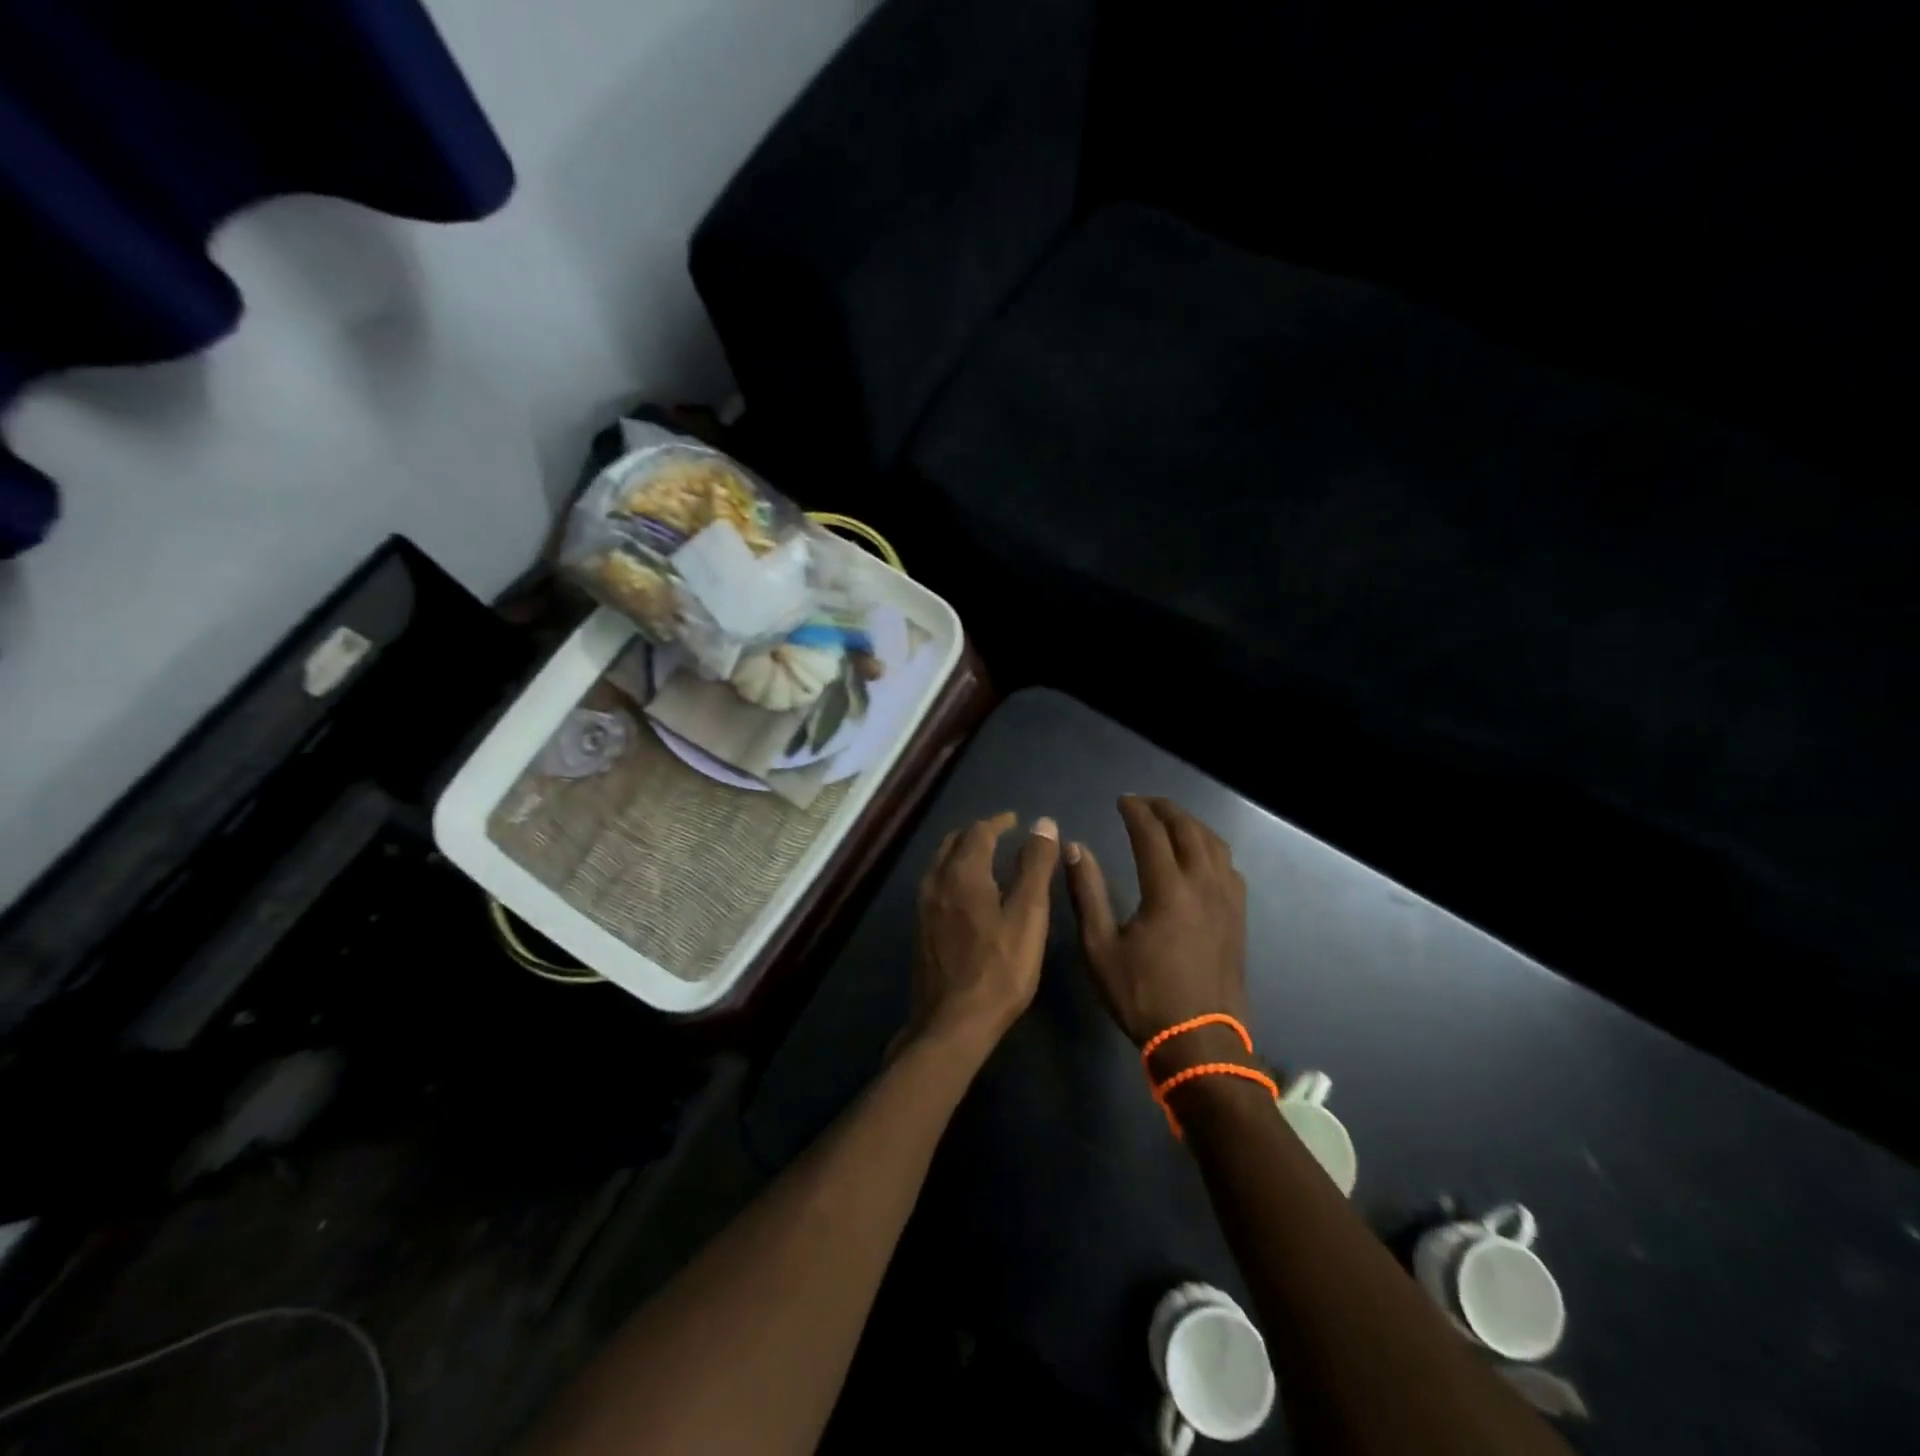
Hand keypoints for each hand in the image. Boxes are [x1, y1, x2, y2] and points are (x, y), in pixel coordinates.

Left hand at [906, 812, 1060, 1056]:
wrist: (952, 1023)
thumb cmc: (999, 970)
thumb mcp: (1028, 916)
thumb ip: (1035, 867)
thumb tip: (1043, 824)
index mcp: (962, 873)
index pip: (978, 832)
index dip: (998, 822)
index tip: (1014, 821)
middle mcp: (937, 882)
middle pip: (953, 843)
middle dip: (977, 834)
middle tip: (1000, 836)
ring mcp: (924, 908)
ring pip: (941, 864)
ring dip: (962, 853)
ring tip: (986, 860)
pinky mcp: (921, 930)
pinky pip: (936, 885)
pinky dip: (953, 875)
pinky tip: (968, 895)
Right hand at [1065, 797, 1250, 1071]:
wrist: (1200, 1042)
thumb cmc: (1143, 996)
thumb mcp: (1100, 948)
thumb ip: (1087, 893)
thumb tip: (1074, 848)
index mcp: (1168, 890)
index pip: (1151, 834)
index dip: (1135, 811)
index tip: (1121, 800)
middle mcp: (1203, 885)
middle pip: (1188, 830)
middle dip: (1165, 809)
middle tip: (1144, 802)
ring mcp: (1227, 901)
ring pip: (1214, 845)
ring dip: (1191, 825)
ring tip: (1170, 820)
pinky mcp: (1238, 918)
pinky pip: (1228, 867)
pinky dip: (1211, 848)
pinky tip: (1200, 857)